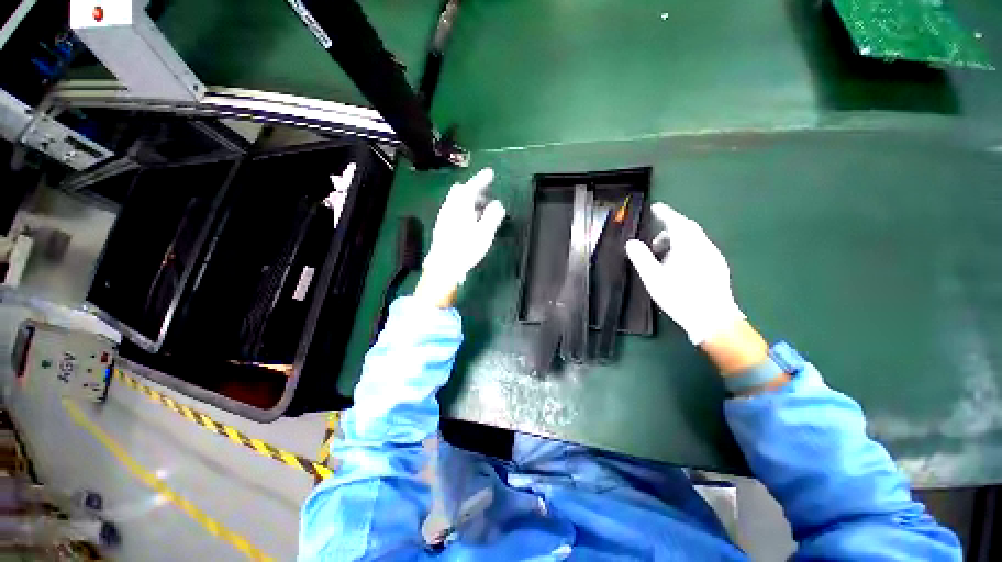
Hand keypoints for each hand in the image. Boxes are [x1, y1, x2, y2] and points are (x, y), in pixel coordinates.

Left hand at [416, 168, 505, 306]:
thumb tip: (498, 204)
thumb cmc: (466, 249)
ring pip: (456, 201)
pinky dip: (463, 210)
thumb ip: (493, 216)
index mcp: (461, 205)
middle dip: (474, 190)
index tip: (490, 173)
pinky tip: (469, 222)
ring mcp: (444, 217)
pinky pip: (453, 210)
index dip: (482, 178)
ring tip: (481, 212)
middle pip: (460, 191)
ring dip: (469, 201)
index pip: (472, 186)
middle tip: (486, 197)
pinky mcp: (441, 226)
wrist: (444, 266)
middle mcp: (450, 207)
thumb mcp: (485, 232)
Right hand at [625, 203, 744, 345]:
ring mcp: (713, 257)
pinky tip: (678, 265)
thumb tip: (631, 242)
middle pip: (687, 229)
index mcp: (688, 246)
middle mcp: (704, 246)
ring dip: (677, 241)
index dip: (665, 213)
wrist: (713, 319)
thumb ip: (641, 258)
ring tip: (662, 256)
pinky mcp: (717, 267)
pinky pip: (699, 249)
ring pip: (694, 239)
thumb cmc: (680, 296)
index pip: (676, 221)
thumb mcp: (653, 278)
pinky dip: (686, 249)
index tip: (655, 207)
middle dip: (669, 228)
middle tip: (653, 240)